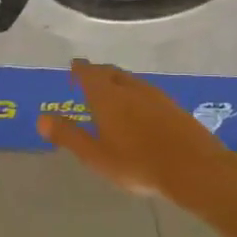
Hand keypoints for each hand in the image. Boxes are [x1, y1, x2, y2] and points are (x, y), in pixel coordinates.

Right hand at [37, 59, 236, 204]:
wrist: (196, 169)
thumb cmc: (137, 163)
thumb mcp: (95, 155)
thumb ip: (68, 135)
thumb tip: (41, 119)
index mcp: (107, 96)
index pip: (89, 73)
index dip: (79, 69)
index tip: (73, 67)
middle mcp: (130, 89)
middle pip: (111, 73)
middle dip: (98, 73)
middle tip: (89, 78)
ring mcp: (156, 96)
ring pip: (131, 81)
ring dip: (118, 82)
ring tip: (111, 91)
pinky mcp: (174, 108)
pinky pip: (147, 92)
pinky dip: (136, 94)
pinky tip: (139, 108)